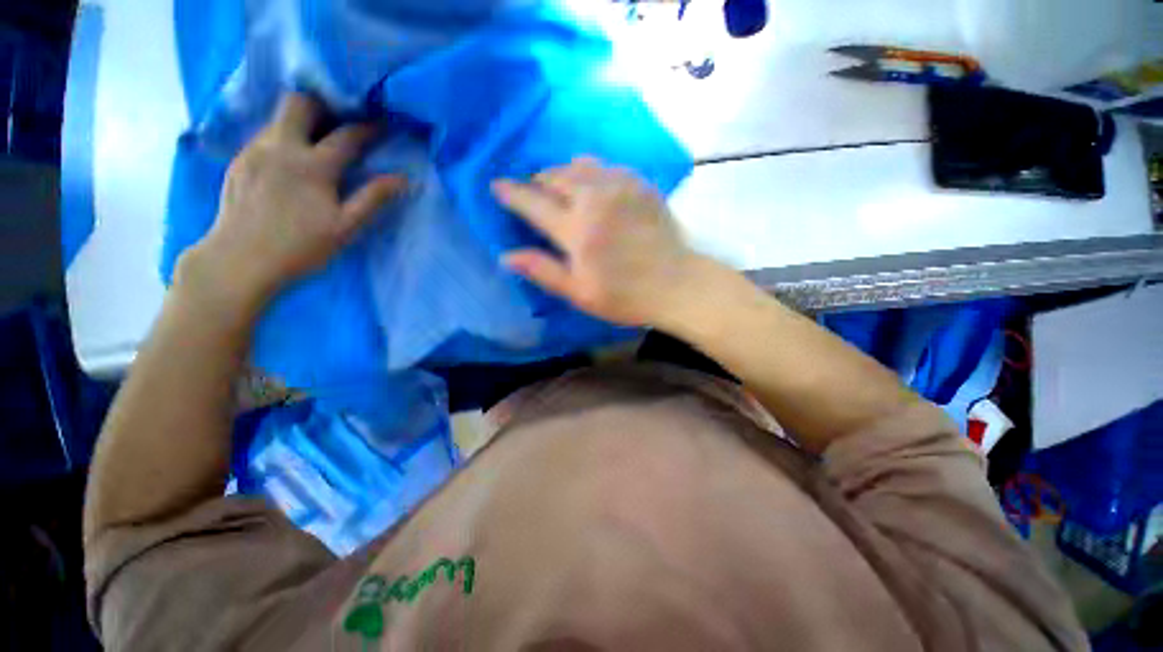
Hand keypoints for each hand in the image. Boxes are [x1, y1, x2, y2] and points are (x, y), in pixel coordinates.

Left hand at [179, 93, 406, 314]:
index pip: (347, 135)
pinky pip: (265, 136)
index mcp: (312, 165)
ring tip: (317, 145)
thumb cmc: (300, 248)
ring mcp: (254, 151)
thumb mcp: (345, 227)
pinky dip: (284, 139)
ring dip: (302, 124)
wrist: (238, 261)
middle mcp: (280, 147)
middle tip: (340, 124)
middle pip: (299, 103)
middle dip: (323, 106)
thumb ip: (374, 198)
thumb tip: (403, 179)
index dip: (369, 128)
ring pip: (279, 118)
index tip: (382, 124)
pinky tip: (291, 163)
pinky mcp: (239, 162)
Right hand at [492, 157, 701, 326]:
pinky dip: (591, 172)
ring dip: (563, 174)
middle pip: (555, 176)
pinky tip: (593, 186)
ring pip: (580, 165)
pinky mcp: (641, 184)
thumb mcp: (580, 293)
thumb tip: (506, 256)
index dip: (512, 194)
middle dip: (538, 182)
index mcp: (577, 229)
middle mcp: (595, 198)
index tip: (497, 185)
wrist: (678, 285)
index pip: (534, 203)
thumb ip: (543, 271)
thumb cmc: (626, 296)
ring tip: (559, 187)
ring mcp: (621, 186)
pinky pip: (607, 167)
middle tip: (534, 194)